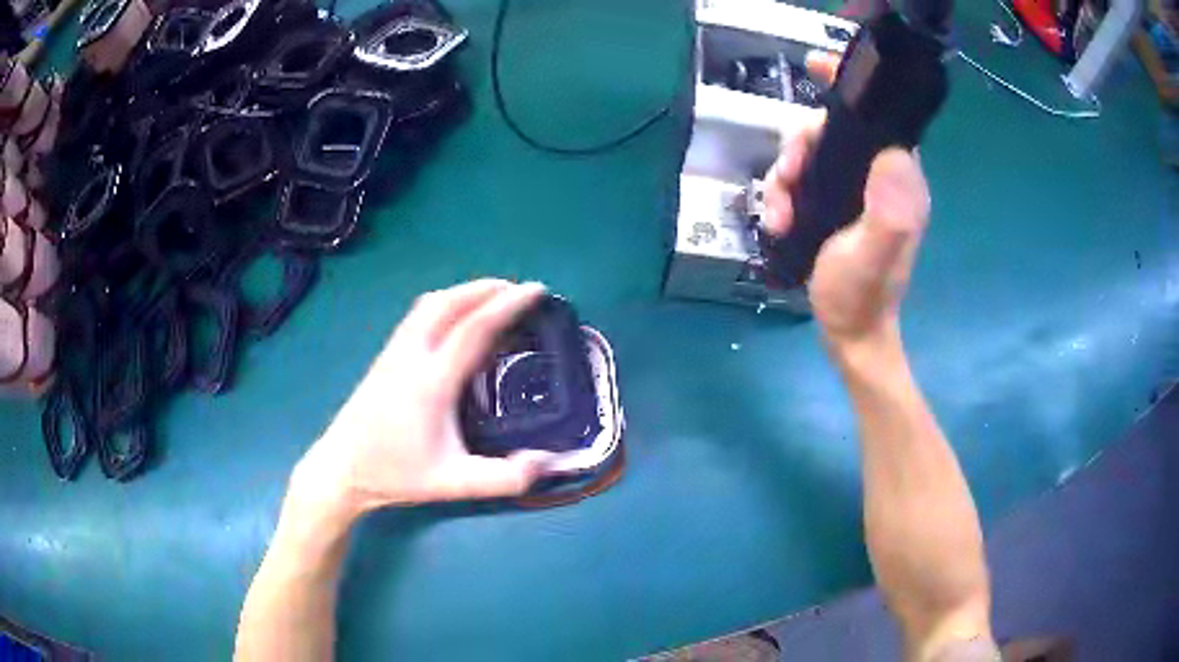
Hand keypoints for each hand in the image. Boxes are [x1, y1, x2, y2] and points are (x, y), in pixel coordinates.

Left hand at [290, 280, 552, 519]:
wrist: (341, 468)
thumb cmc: (396, 474)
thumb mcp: (453, 483)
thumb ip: (503, 478)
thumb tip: (548, 463)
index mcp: (432, 381)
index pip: (474, 328)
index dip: (509, 305)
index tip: (537, 291)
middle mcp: (411, 355)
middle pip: (450, 302)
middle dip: (487, 288)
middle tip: (519, 291)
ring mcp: (394, 352)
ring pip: (430, 304)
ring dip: (464, 293)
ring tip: (491, 299)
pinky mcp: (385, 356)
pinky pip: (418, 315)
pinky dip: (445, 304)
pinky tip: (454, 320)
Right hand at [762, 52, 930, 347]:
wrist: (848, 333)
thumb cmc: (861, 296)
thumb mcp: (873, 256)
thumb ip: (889, 212)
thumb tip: (895, 153)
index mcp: (898, 178)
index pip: (878, 116)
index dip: (849, 85)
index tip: (816, 66)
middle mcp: (877, 175)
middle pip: (831, 129)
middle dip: (801, 145)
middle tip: (788, 175)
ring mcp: (853, 188)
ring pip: (809, 152)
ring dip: (785, 174)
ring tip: (779, 213)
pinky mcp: (832, 202)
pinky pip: (800, 176)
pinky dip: (782, 192)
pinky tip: (779, 221)